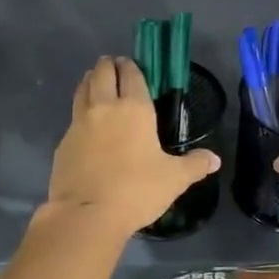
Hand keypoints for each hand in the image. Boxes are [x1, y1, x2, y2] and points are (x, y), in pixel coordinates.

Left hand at [46, 56, 220, 235]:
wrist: (86, 215)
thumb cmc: (136, 191)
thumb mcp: (174, 179)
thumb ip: (195, 165)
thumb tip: (215, 159)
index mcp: (134, 108)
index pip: (131, 74)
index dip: (131, 66)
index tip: (132, 64)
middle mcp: (104, 108)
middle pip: (102, 73)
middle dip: (109, 66)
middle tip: (115, 67)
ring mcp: (79, 123)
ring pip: (83, 89)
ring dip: (91, 81)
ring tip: (97, 82)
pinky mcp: (63, 142)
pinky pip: (73, 117)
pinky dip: (80, 111)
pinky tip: (86, 124)